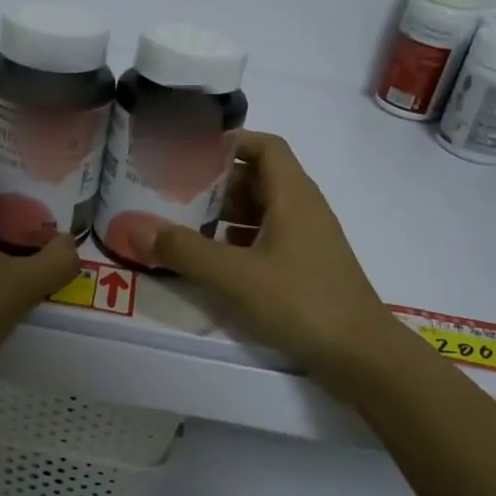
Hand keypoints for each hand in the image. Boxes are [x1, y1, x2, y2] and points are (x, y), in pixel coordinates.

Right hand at [140, 132, 407, 392]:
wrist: (361, 355)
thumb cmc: (300, 301)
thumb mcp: (234, 275)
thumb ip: (183, 251)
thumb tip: (134, 228)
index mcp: (293, 195)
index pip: (265, 147)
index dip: (231, 141)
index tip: (191, 148)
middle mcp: (303, 210)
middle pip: (258, 179)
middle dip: (216, 182)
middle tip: (172, 188)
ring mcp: (307, 241)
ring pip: (260, 213)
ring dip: (224, 215)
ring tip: (182, 223)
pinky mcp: (306, 269)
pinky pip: (266, 241)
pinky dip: (237, 243)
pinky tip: (210, 260)